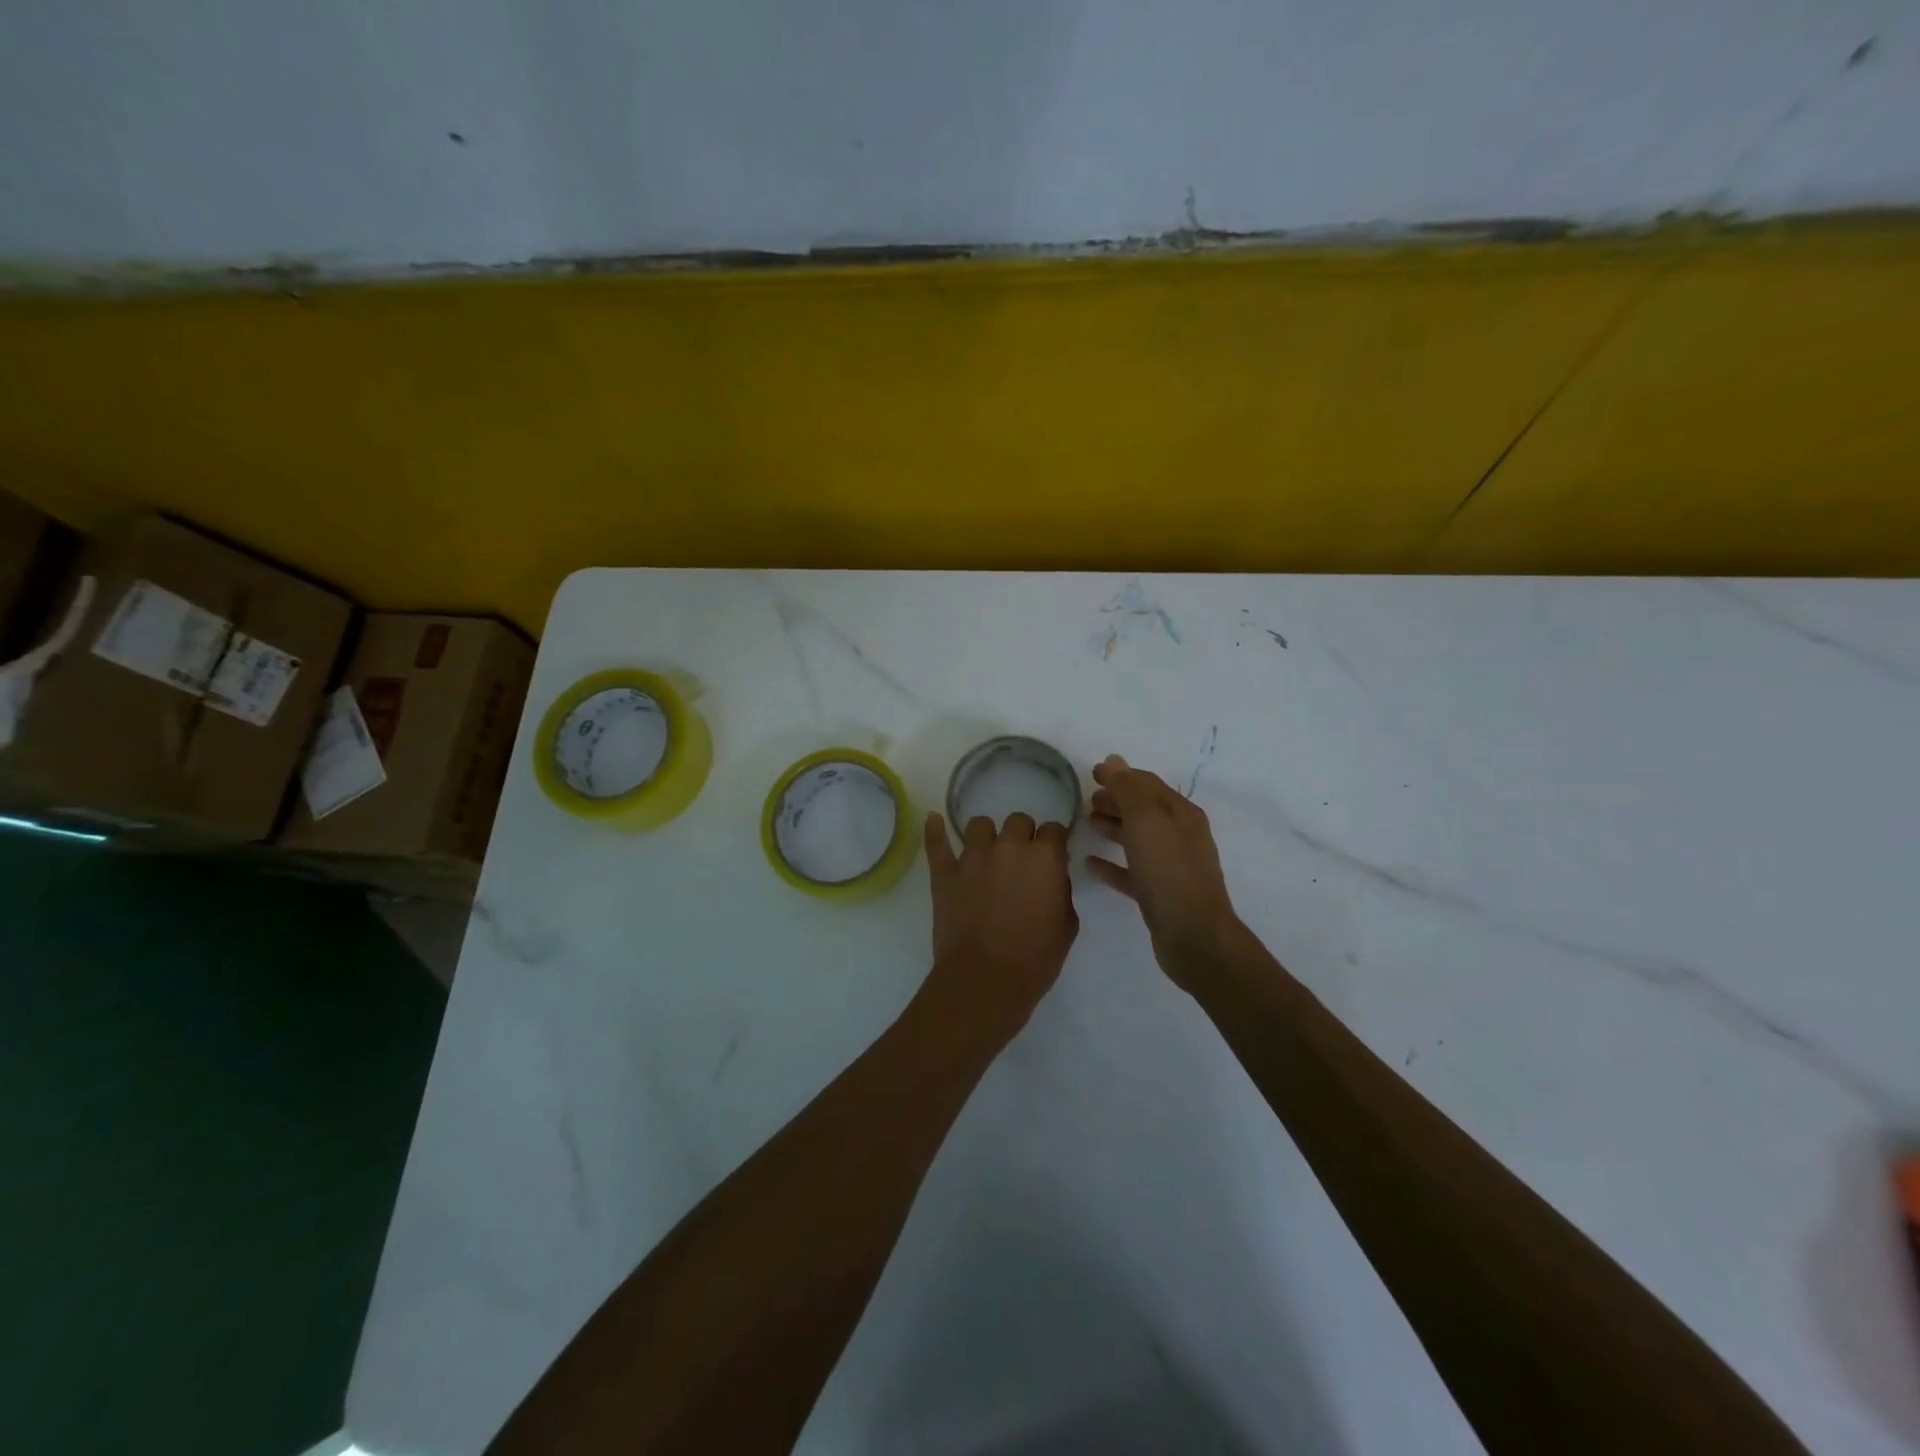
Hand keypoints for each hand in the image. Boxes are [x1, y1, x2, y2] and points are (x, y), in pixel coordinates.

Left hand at [920, 810, 1077, 1040]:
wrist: (985, 981)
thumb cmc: (1035, 959)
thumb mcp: (1066, 926)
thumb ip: (1060, 891)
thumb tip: (1051, 877)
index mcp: (1044, 858)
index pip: (1053, 830)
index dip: (1053, 843)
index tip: (1051, 857)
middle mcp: (1009, 847)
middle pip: (1018, 821)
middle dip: (1022, 837)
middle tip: (1020, 862)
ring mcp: (972, 857)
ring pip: (980, 825)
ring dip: (987, 837)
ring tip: (986, 856)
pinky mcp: (945, 872)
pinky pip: (937, 842)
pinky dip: (935, 830)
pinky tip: (934, 820)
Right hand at [1085, 755, 1238, 989]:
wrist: (1193, 936)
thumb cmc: (1169, 871)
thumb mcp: (1146, 821)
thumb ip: (1128, 789)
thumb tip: (1114, 760)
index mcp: (1180, 813)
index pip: (1147, 784)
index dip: (1120, 775)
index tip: (1091, 773)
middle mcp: (1179, 835)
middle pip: (1143, 809)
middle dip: (1116, 800)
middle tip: (1086, 800)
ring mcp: (1171, 866)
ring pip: (1137, 839)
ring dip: (1113, 827)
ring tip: (1085, 824)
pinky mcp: (1159, 894)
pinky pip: (1131, 871)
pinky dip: (1112, 863)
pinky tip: (1090, 863)